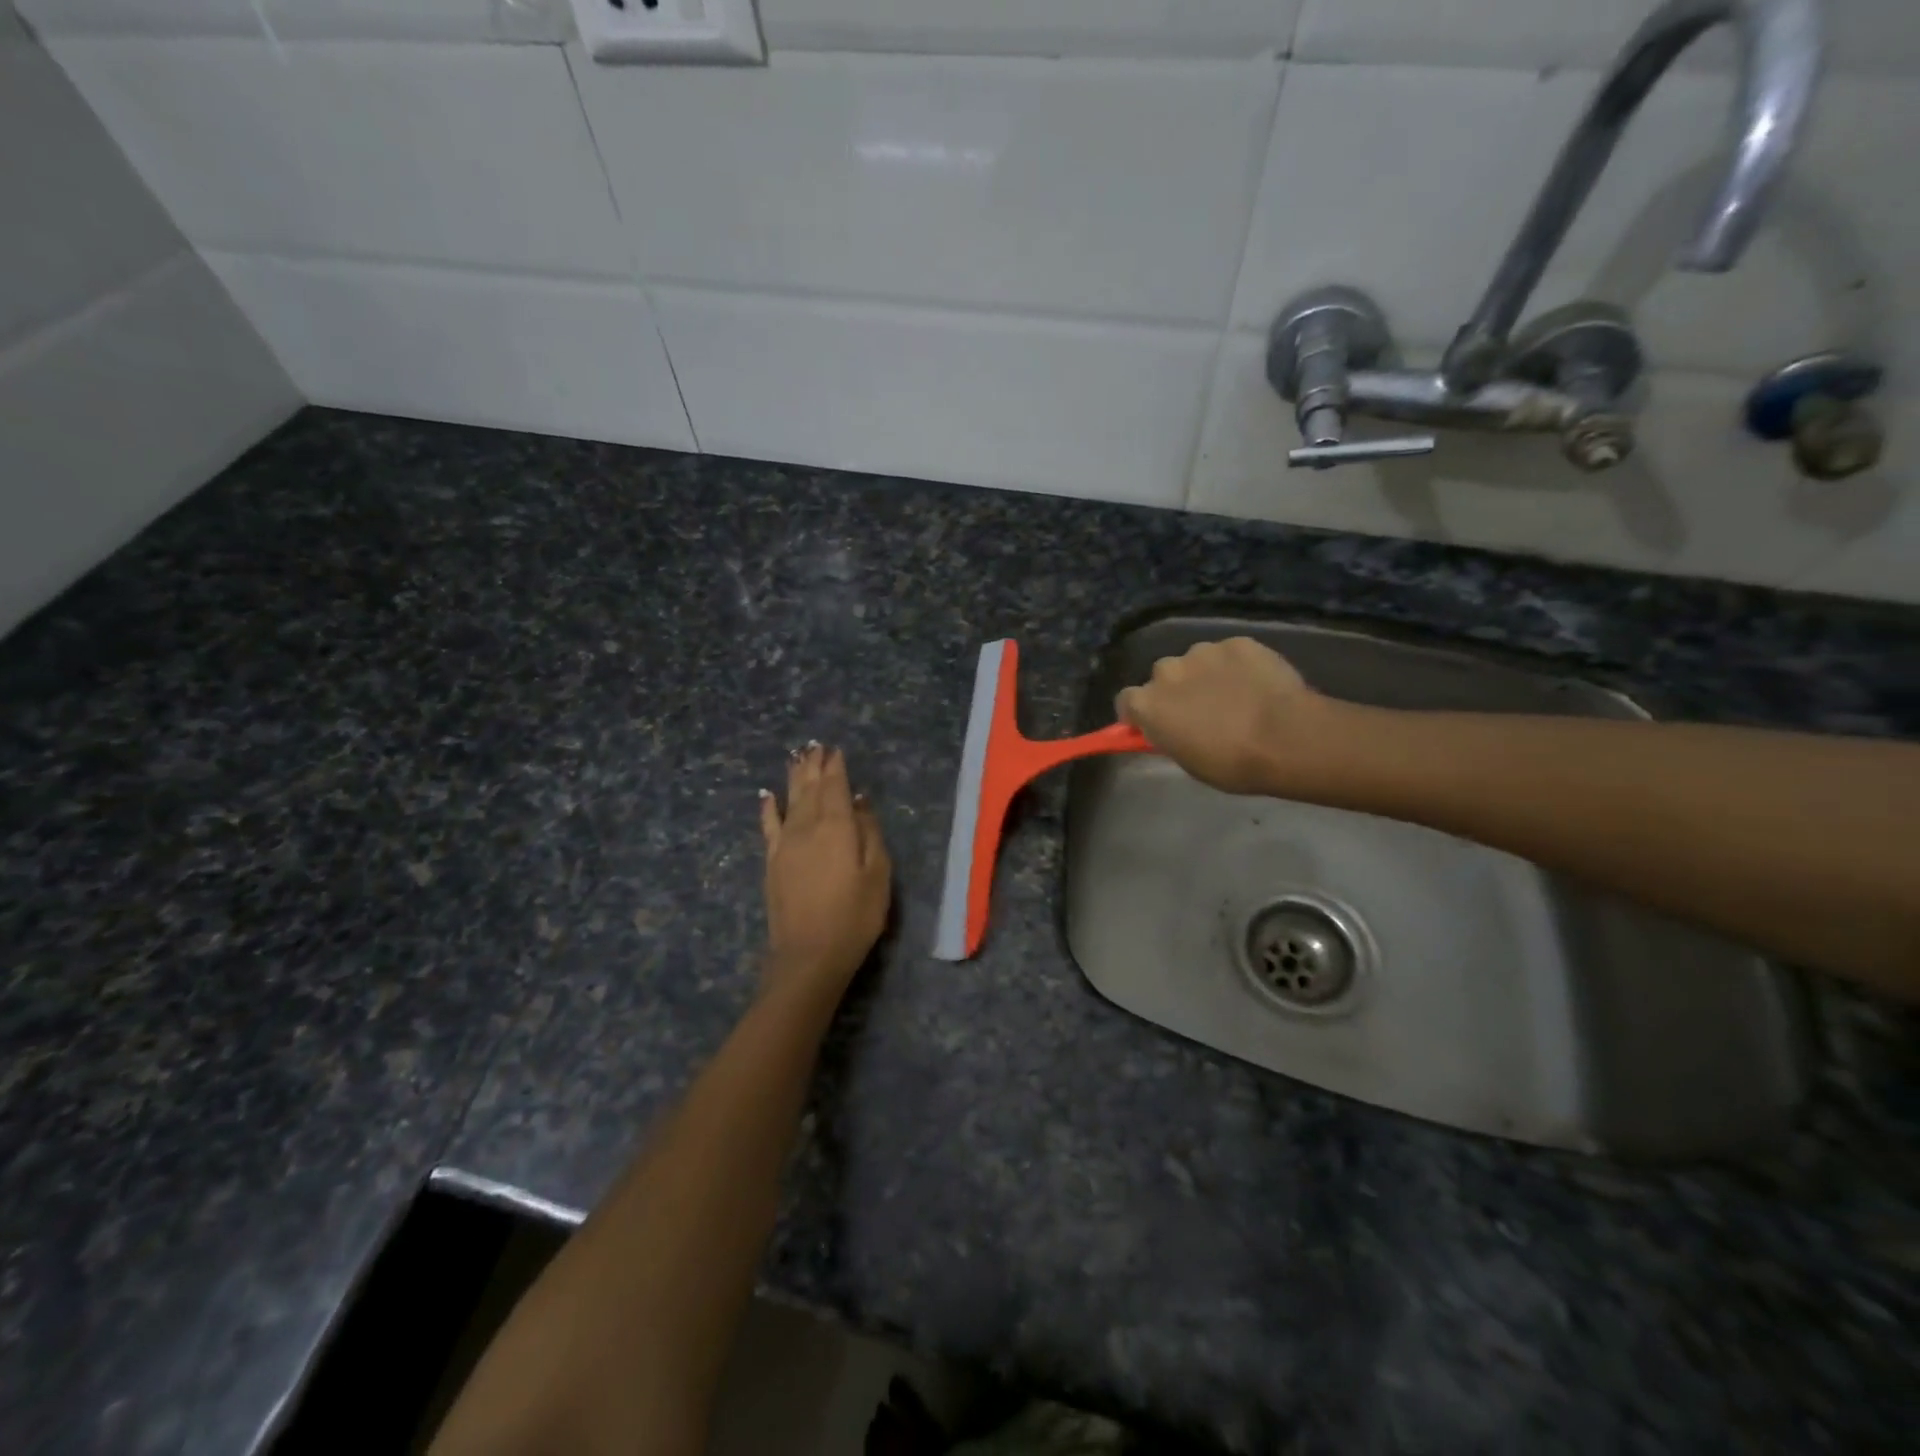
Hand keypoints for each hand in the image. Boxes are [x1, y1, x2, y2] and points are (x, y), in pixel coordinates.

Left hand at [759, 743, 891, 1002]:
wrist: (809, 954)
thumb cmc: (855, 915)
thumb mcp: (878, 874)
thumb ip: (869, 833)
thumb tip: (859, 801)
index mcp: (837, 826)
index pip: (835, 786)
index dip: (835, 767)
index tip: (835, 750)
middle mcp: (807, 826)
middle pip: (810, 788)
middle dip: (813, 765)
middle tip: (815, 745)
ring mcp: (786, 843)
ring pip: (790, 800)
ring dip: (794, 777)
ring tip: (797, 757)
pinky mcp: (772, 862)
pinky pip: (769, 826)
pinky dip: (768, 808)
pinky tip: (767, 795)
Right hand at [1116, 637, 1339, 795]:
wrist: (1286, 739)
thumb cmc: (1231, 763)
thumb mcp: (1189, 761)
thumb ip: (1171, 736)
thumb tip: (1172, 728)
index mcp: (1148, 704)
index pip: (1127, 701)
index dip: (1140, 712)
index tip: (1155, 724)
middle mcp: (1167, 670)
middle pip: (1162, 676)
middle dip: (1175, 689)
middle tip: (1200, 711)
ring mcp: (1203, 652)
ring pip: (1196, 661)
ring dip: (1206, 674)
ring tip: (1235, 696)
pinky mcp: (1237, 642)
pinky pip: (1230, 653)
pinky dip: (1238, 665)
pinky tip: (1257, 684)